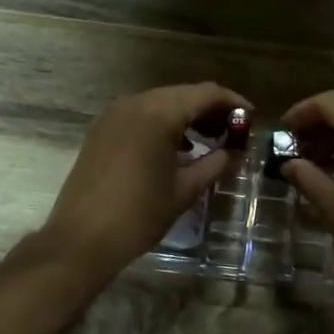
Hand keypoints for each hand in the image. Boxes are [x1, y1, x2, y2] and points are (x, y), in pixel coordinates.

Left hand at [38, 83, 247, 285]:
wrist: (81, 239)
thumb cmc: (139, 214)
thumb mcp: (185, 190)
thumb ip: (216, 164)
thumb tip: (237, 153)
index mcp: (158, 113)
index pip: (206, 94)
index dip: (232, 103)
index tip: (251, 119)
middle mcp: (135, 103)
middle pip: (183, 94)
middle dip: (210, 110)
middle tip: (233, 134)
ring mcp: (114, 115)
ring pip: (160, 103)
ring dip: (187, 117)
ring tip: (209, 142)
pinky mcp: (101, 130)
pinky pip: (141, 116)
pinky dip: (163, 124)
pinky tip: (177, 149)